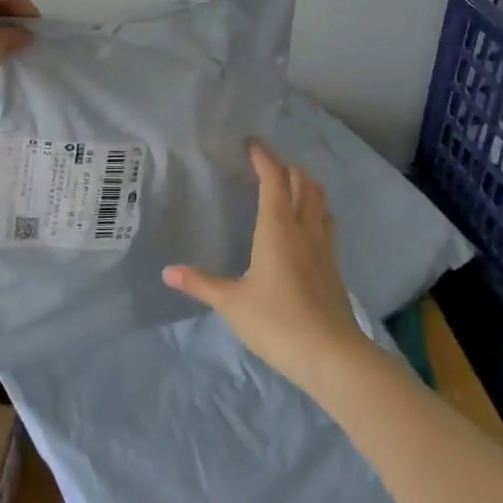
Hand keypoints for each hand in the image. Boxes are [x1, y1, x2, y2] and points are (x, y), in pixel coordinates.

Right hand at [163, 139, 369, 394]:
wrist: (333, 358)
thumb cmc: (278, 323)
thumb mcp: (232, 304)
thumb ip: (201, 284)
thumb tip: (168, 272)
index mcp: (278, 228)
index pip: (274, 180)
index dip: (264, 158)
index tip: (252, 144)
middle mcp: (304, 230)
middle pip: (303, 183)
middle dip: (286, 168)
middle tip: (266, 166)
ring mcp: (324, 248)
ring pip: (320, 202)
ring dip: (306, 186)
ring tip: (289, 187)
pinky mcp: (334, 268)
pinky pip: (326, 224)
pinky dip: (315, 211)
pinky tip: (306, 227)